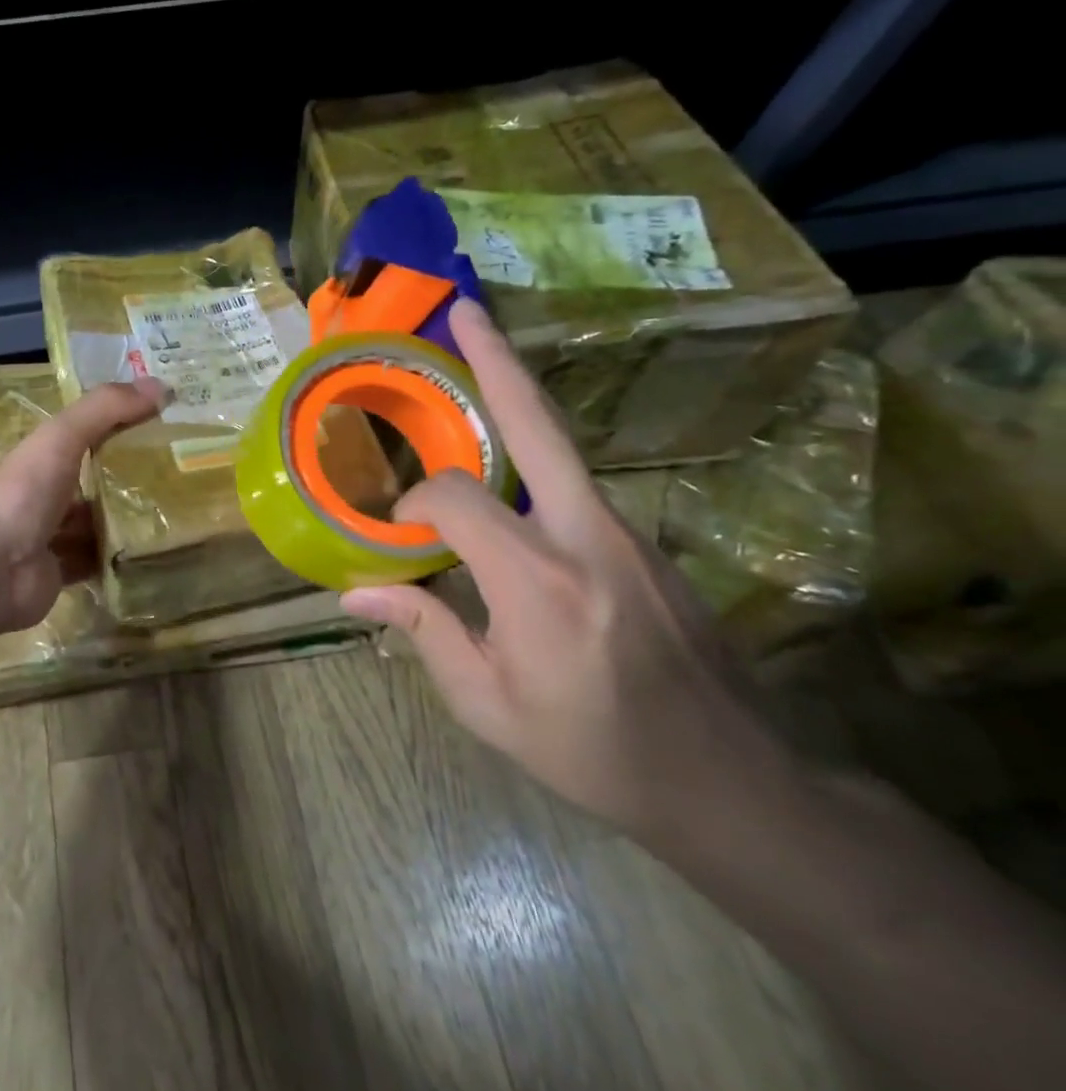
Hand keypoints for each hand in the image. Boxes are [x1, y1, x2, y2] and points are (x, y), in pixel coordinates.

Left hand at [0, 378, 170, 637]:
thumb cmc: (22, 494)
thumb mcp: (62, 438)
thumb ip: (105, 409)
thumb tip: (163, 386)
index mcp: (44, 457)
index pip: (89, 434)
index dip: (125, 425)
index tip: (169, 423)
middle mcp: (48, 493)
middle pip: (98, 480)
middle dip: (135, 477)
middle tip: (188, 474)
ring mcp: (54, 535)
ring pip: (101, 523)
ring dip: (132, 519)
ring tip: (184, 512)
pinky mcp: (64, 573)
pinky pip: (100, 562)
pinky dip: (123, 559)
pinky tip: (159, 552)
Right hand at [340, 300, 791, 837]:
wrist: (735, 782)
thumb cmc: (595, 750)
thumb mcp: (489, 705)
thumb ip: (423, 631)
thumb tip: (354, 591)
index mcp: (538, 582)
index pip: (454, 500)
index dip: (414, 503)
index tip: (398, 530)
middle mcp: (587, 537)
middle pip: (536, 424)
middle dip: (497, 359)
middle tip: (464, 308)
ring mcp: (626, 532)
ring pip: (560, 444)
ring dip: (514, 395)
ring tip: (476, 354)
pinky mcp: (643, 541)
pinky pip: (573, 481)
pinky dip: (532, 451)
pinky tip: (505, 460)